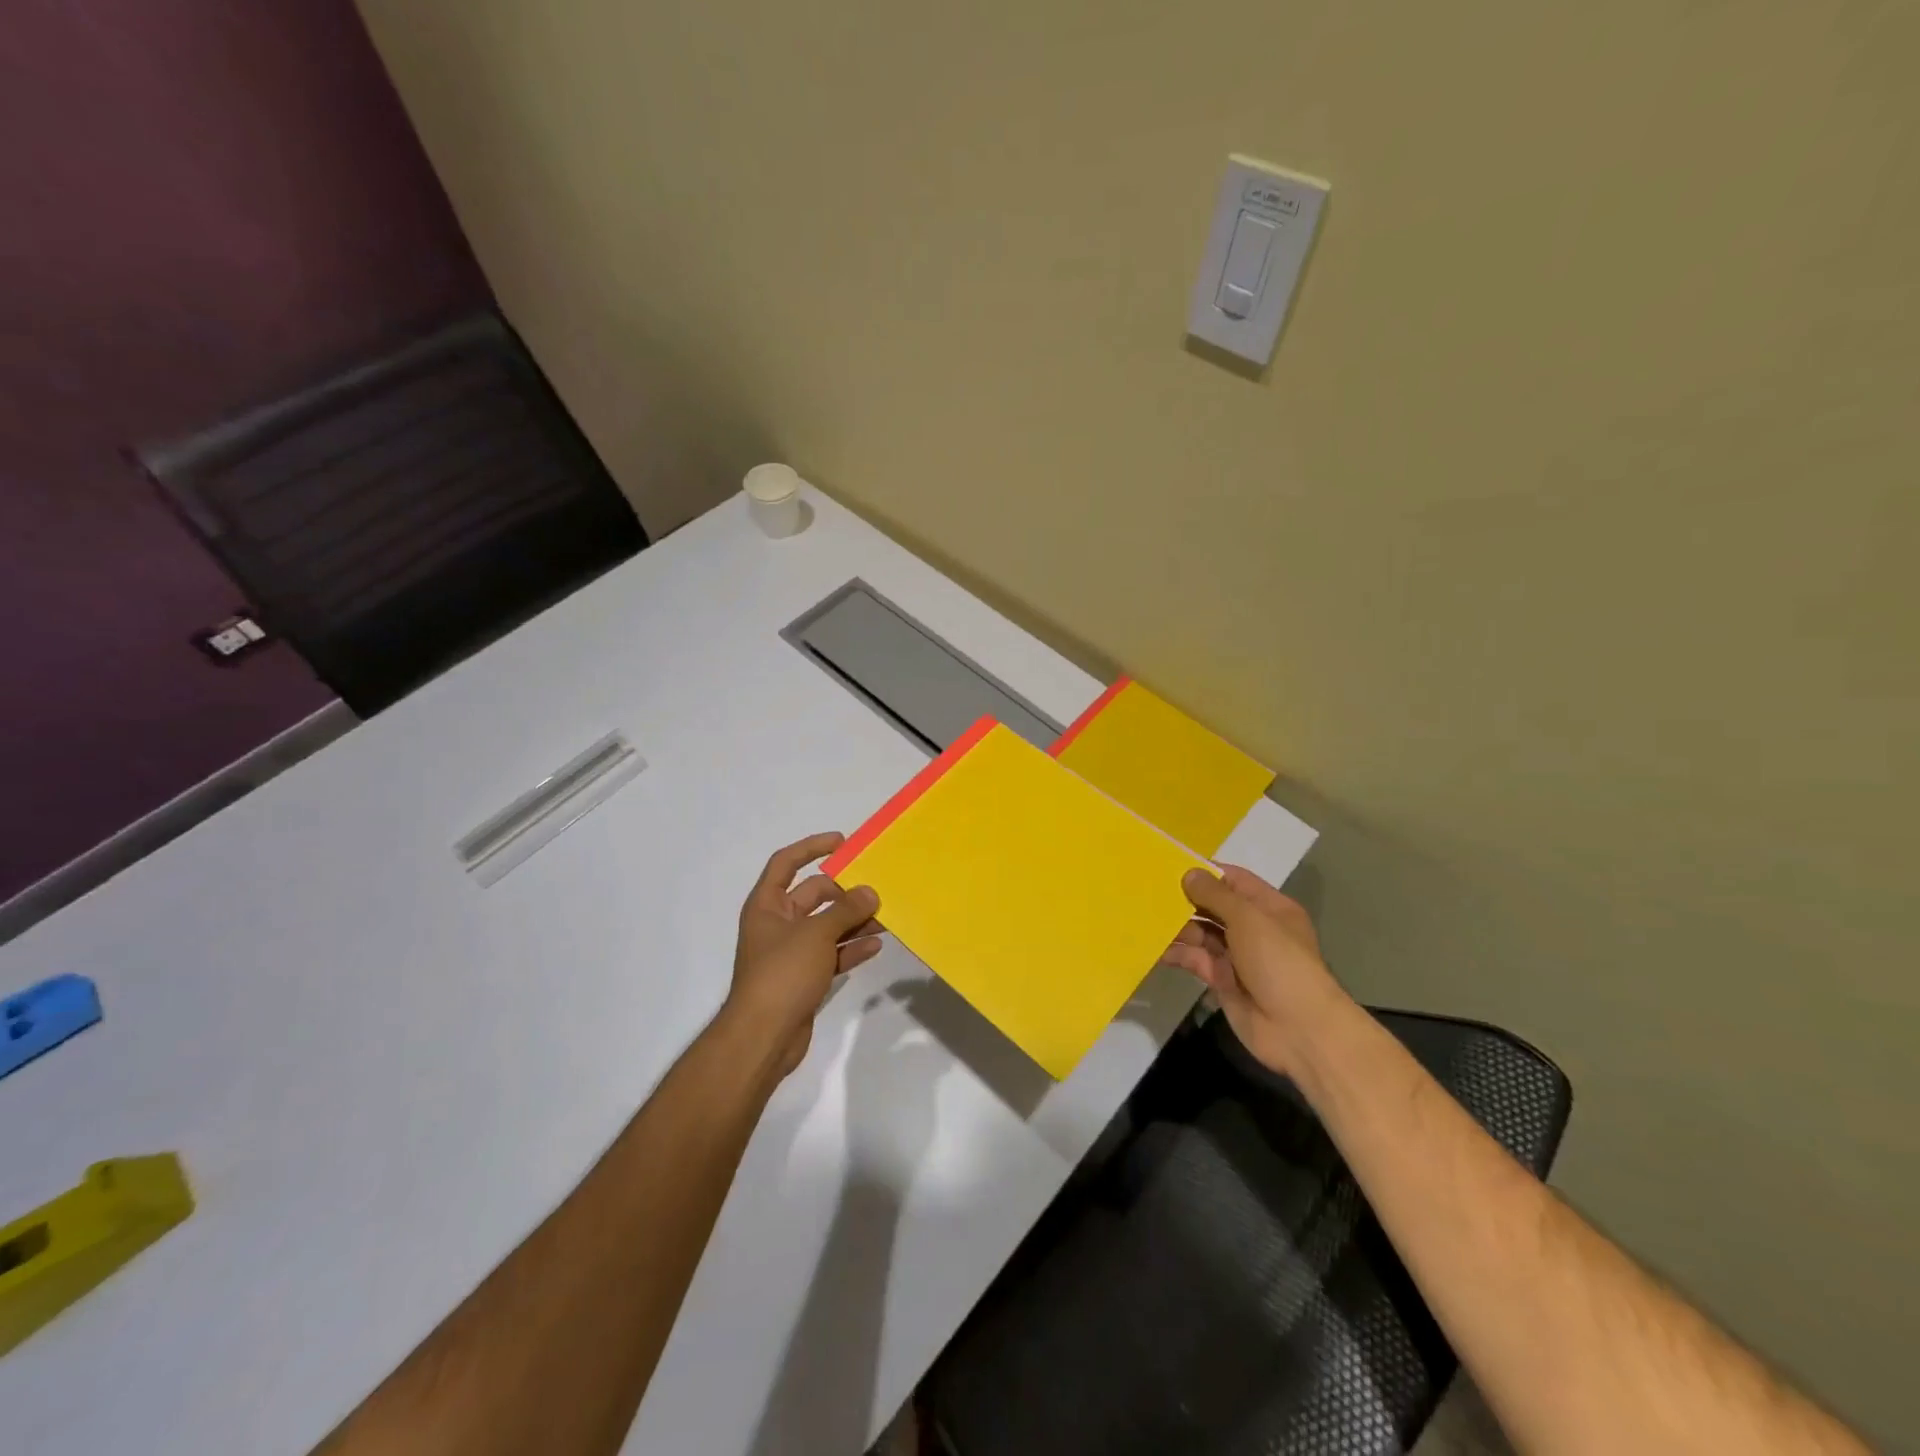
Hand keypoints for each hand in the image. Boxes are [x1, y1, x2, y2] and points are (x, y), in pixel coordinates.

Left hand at [725, 832, 882, 1078]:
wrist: (763, 1037)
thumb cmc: (782, 973)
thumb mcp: (816, 934)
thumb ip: (845, 910)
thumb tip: (870, 892)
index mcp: (766, 905)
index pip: (786, 863)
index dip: (812, 848)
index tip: (842, 843)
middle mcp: (777, 924)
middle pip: (813, 895)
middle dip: (844, 892)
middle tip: (875, 890)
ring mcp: (790, 953)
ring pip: (826, 926)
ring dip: (853, 921)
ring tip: (886, 917)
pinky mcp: (804, 978)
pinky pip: (831, 954)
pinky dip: (851, 948)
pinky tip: (875, 945)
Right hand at [1164, 864, 1350, 1076]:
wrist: (1299, 1029)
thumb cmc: (1279, 962)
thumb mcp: (1248, 919)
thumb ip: (1215, 895)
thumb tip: (1189, 873)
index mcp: (1269, 908)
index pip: (1234, 881)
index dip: (1205, 873)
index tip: (1170, 866)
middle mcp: (1253, 928)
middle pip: (1214, 906)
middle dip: (1186, 899)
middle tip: (1148, 891)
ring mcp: (1237, 956)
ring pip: (1201, 933)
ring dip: (1177, 927)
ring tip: (1146, 918)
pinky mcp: (1222, 980)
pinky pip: (1195, 960)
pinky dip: (1176, 953)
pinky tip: (1154, 947)